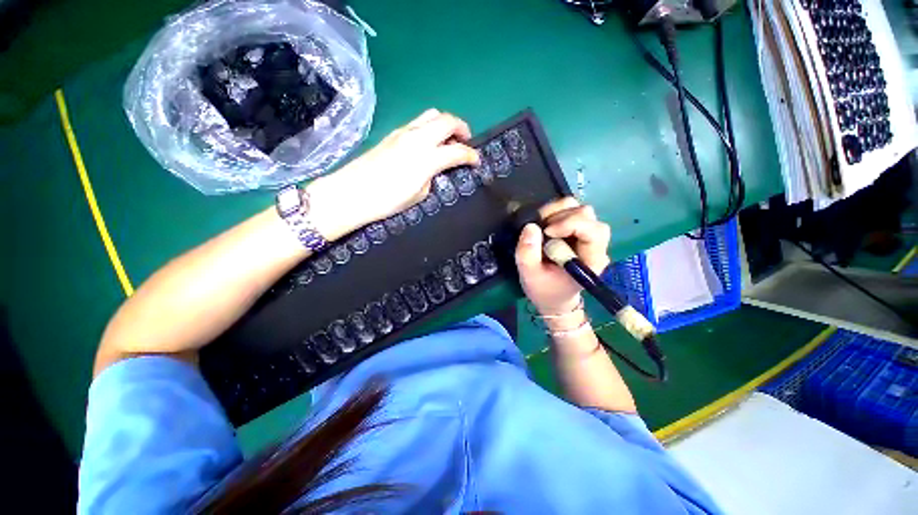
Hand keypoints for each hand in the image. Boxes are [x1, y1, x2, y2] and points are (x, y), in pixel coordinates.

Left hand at [306, 109, 479, 239]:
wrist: (351, 192)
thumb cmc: (387, 200)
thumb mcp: (418, 194)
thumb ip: (431, 177)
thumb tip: (434, 168)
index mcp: (427, 157)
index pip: (457, 151)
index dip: (471, 155)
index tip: (477, 161)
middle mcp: (418, 138)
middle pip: (447, 120)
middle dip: (462, 128)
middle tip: (466, 141)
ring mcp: (403, 132)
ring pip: (431, 115)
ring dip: (445, 124)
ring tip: (447, 139)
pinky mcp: (392, 134)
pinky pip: (417, 123)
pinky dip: (429, 128)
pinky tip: (427, 142)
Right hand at [515, 198, 611, 314]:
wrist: (554, 297)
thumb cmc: (544, 290)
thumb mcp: (529, 276)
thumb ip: (527, 254)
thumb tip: (530, 226)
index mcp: (591, 260)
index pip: (593, 231)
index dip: (569, 224)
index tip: (547, 233)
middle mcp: (596, 245)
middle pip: (588, 215)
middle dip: (561, 217)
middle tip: (542, 230)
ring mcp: (588, 236)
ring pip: (580, 209)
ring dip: (558, 212)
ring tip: (542, 227)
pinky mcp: (579, 232)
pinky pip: (571, 211)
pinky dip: (556, 212)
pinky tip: (545, 226)